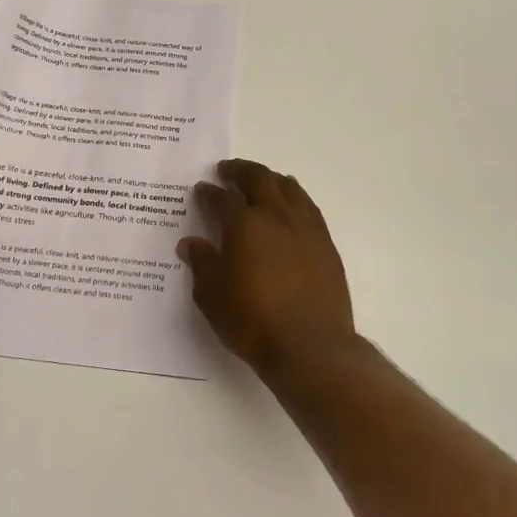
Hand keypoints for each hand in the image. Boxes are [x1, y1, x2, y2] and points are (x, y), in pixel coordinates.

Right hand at [178, 159, 358, 374]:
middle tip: (228, 170)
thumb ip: (202, 264)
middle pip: (259, 179)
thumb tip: (191, 243)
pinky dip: (294, 198)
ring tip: (261, 181)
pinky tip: (290, 207)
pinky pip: (308, 207)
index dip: (209, 193)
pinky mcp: (326, 244)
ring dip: (270, 179)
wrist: (310, 345)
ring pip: (288, 187)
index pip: (222, 198)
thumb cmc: (252, 321)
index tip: (202, 189)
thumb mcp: (212, 296)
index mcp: (244, 224)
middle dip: (240, 171)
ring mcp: (305, 227)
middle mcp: (276, 216)